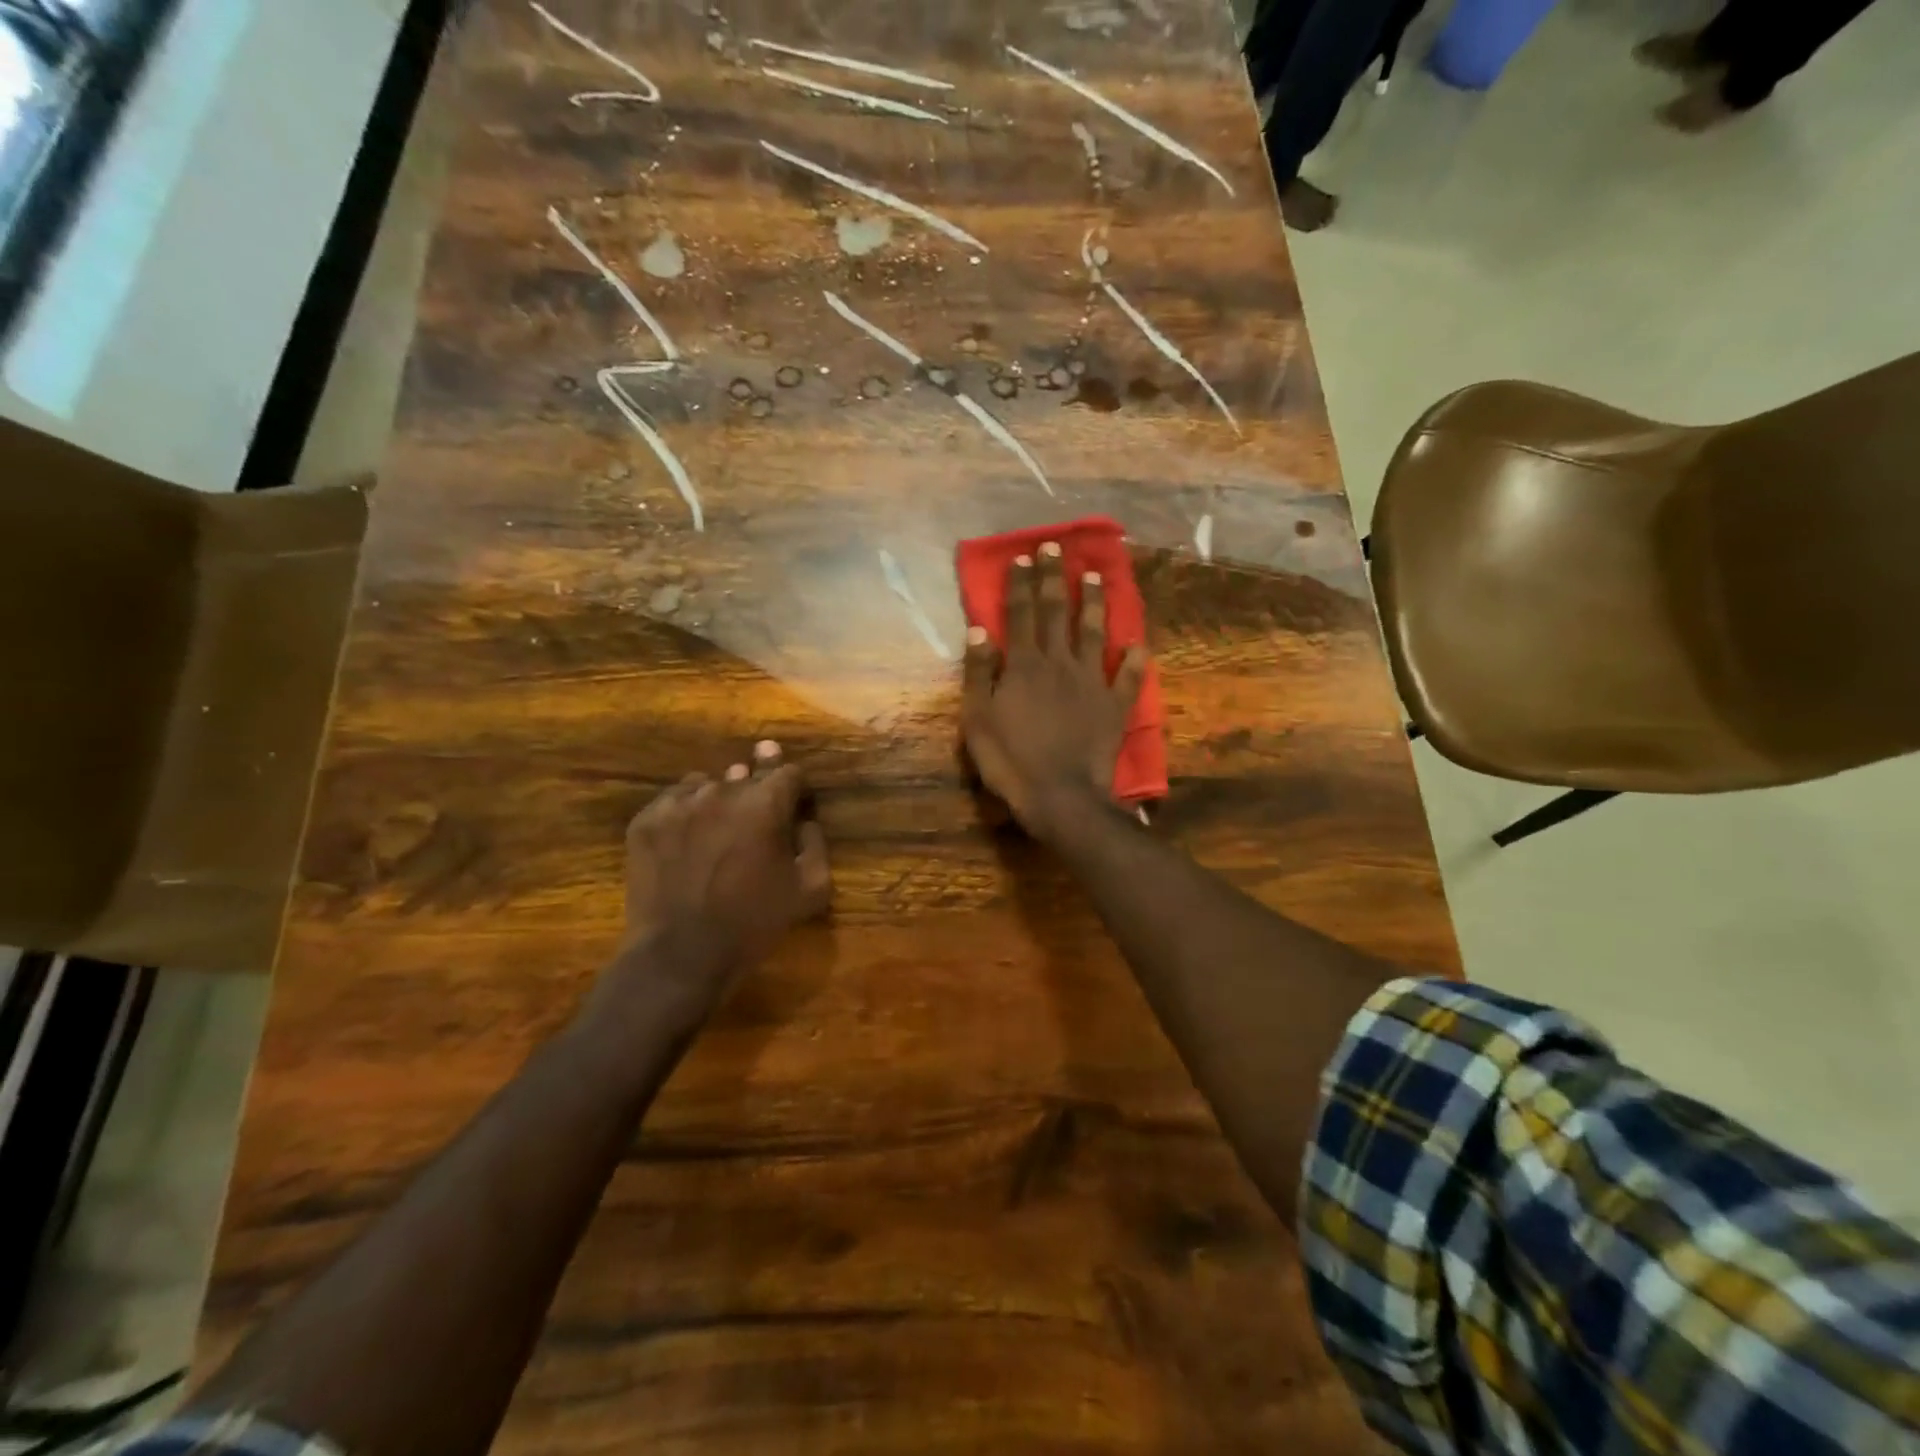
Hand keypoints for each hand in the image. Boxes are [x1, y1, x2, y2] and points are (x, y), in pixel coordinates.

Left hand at [608, 741, 831, 1022]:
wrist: (679, 956)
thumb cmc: (753, 924)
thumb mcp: (810, 890)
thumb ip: (815, 844)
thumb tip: (804, 820)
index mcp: (765, 802)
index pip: (787, 772)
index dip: (794, 786)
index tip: (793, 801)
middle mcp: (722, 790)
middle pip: (746, 775)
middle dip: (756, 793)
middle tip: (755, 821)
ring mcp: (678, 803)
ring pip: (707, 785)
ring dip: (719, 801)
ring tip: (718, 833)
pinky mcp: (646, 820)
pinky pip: (673, 802)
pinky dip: (685, 814)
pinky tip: (688, 843)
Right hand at [961, 542, 1148, 841]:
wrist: (1060, 796)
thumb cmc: (1011, 760)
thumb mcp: (978, 718)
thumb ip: (980, 672)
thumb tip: (980, 629)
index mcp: (1025, 665)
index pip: (1021, 613)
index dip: (1022, 584)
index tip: (1024, 557)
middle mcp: (1061, 663)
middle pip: (1057, 613)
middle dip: (1055, 578)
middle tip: (1057, 547)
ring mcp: (1092, 683)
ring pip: (1095, 633)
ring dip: (1094, 603)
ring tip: (1095, 576)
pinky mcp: (1114, 706)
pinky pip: (1128, 678)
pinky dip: (1135, 661)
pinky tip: (1140, 645)